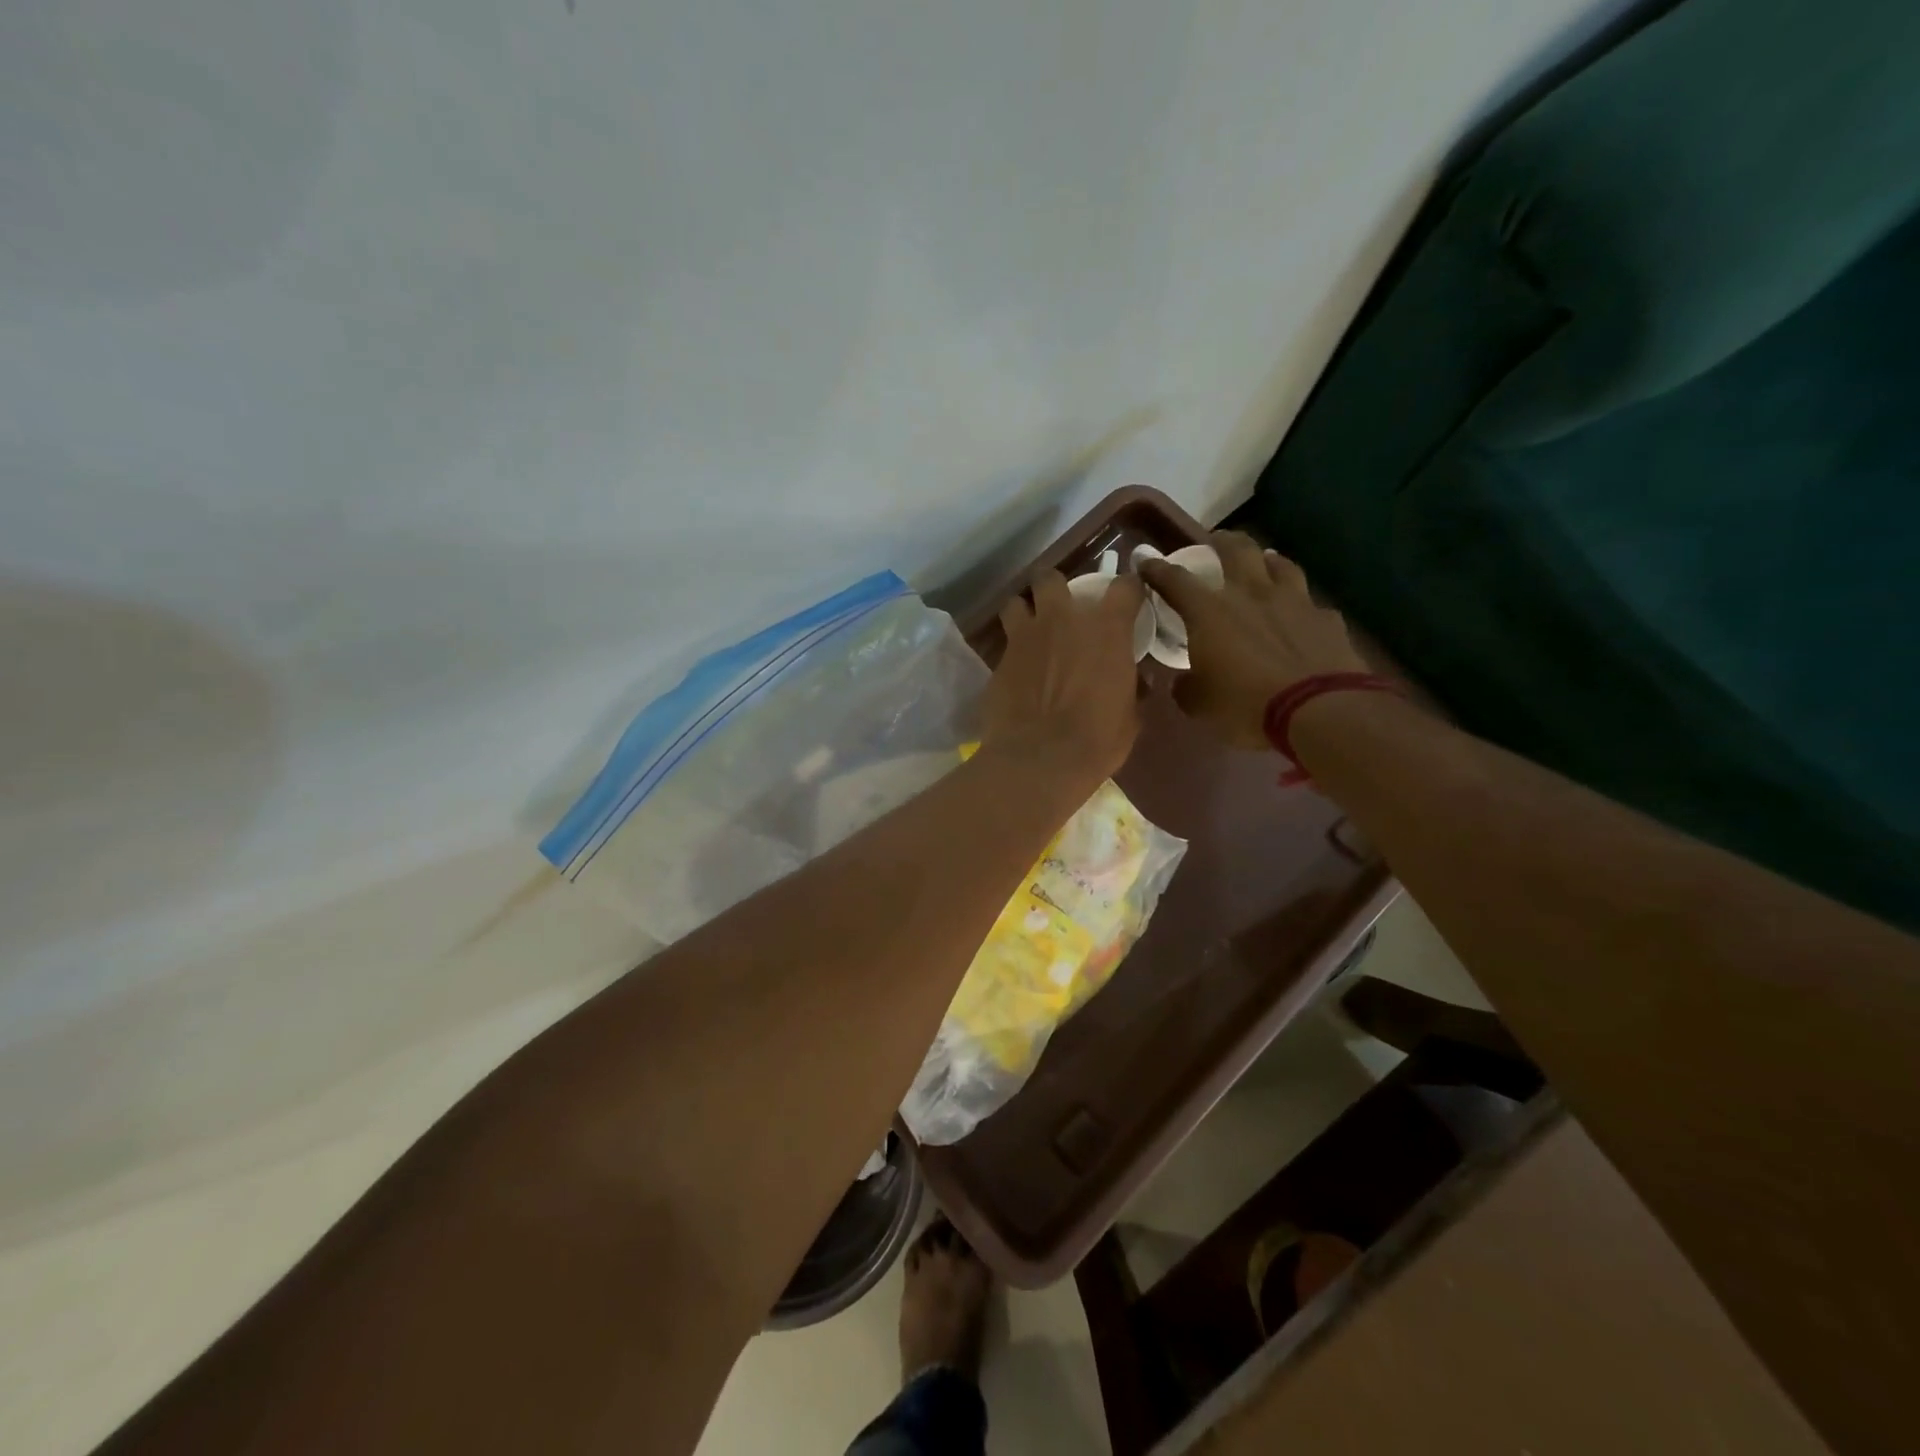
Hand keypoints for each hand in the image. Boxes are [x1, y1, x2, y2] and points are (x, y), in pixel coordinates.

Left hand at [982, 569, 1144, 786]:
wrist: (1039, 760)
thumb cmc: (1096, 740)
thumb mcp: (1130, 716)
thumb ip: (1132, 687)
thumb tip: (1137, 681)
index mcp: (1106, 629)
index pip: (1124, 587)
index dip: (1128, 589)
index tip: (1129, 599)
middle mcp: (1062, 620)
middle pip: (1052, 579)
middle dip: (1056, 589)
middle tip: (1062, 611)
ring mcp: (1024, 637)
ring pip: (1016, 602)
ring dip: (1024, 612)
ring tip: (1031, 632)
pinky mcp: (998, 660)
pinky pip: (1004, 642)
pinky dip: (1012, 650)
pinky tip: (1017, 669)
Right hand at [1140, 532, 1367, 750]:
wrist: (1318, 711)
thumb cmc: (1246, 705)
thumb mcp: (1200, 705)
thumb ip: (1187, 687)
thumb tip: (1183, 681)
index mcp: (1209, 613)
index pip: (1175, 580)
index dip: (1157, 569)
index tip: (1146, 561)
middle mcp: (1250, 594)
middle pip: (1236, 550)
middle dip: (1221, 541)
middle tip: (1214, 541)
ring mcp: (1293, 601)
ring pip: (1279, 564)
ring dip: (1266, 561)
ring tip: (1262, 563)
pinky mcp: (1326, 619)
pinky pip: (1310, 603)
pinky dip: (1300, 606)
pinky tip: (1299, 615)